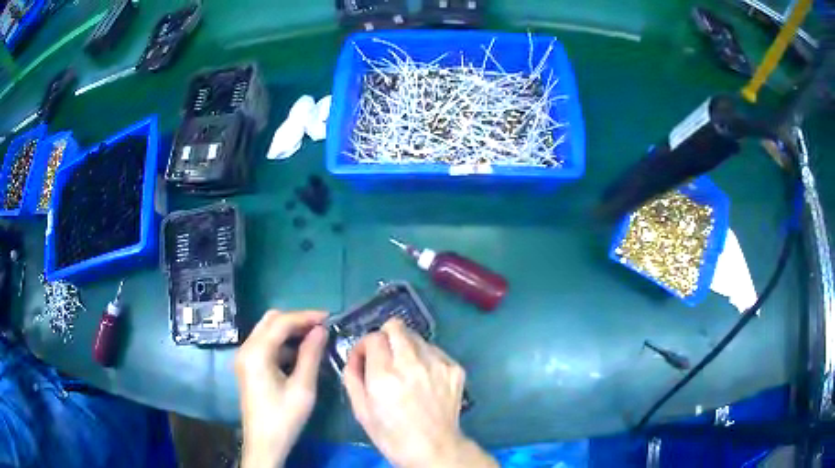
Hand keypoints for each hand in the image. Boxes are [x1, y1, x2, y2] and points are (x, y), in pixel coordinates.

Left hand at [235, 310, 327, 467]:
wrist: (264, 443)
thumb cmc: (284, 418)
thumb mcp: (303, 388)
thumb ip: (311, 355)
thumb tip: (321, 330)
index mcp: (257, 353)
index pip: (281, 322)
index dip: (306, 316)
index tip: (329, 317)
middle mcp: (246, 349)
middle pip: (270, 320)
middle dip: (296, 320)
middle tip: (322, 328)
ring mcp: (245, 357)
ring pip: (267, 331)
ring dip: (289, 330)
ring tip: (315, 339)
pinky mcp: (248, 366)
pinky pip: (265, 344)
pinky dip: (282, 342)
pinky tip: (300, 354)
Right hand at [343, 319, 496, 467]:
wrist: (434, 448)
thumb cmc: (391, 434)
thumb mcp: (360, 410)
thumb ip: (352, 375)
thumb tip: (355, 354)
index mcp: (385, 375)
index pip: (373, 337)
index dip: (364, 345)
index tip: (364, 358)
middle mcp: (412, 364)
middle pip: (396, 326)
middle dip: (386, 336)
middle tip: (385, 356)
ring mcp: (438, 364)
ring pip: (416, 337)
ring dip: (406, 347)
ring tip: (406, 370)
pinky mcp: (455, 368)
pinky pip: (435, 350)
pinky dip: (425, 358)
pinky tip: (424, 378)